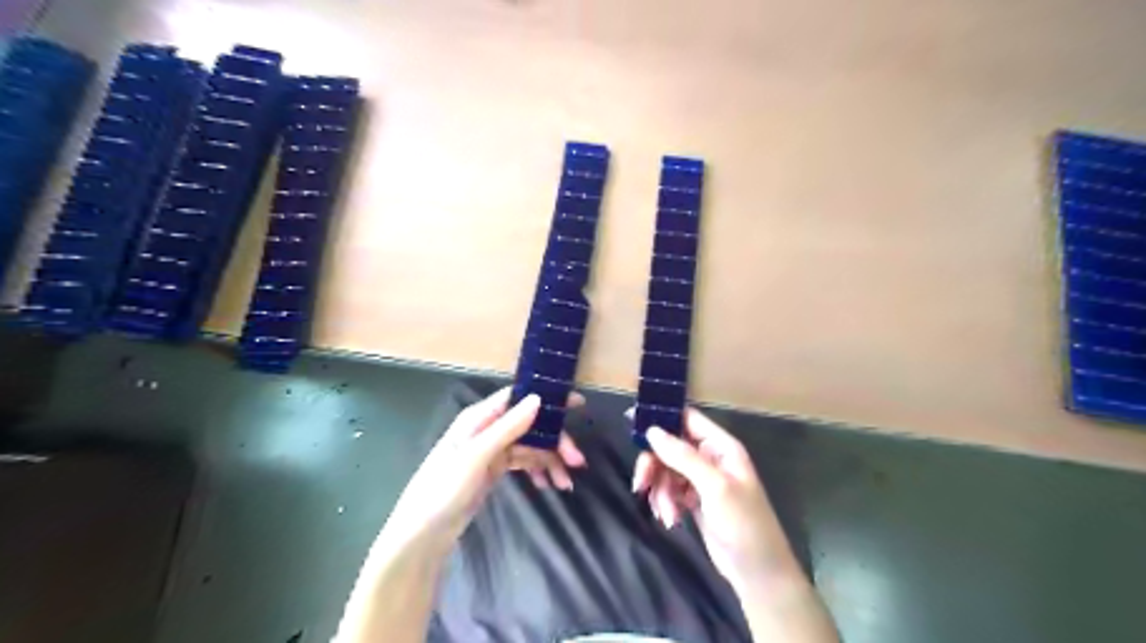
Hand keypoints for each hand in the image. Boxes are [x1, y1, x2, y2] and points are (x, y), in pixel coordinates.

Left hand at [386, 386, 584, 546]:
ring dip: (550, 460)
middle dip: (555, 441)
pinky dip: (538, 471)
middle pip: (531, 425)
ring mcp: (491, 450)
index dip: (548, 398)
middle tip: (577, 461)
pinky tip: (549, 485)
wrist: (422, 534)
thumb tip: (537, 398)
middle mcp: (487, 429)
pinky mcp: (493, 470)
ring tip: (566, 484)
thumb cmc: (444, 489)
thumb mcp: (476, 457)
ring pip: (530, 446)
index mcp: (479, 418)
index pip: (519, 397)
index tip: (577, 404)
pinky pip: (523, 463)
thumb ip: (507, 428)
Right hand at [631, 409, 793, 589]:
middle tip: (640, 484)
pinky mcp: (693, 499)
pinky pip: (669, 489)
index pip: (688, 419)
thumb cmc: (743, 524)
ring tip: (666, 514)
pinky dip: (664, 501)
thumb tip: (652, 431)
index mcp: (721, 447)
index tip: (632, 421)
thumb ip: (683, 456)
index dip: (662, 417)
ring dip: (660, 490)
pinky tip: (670, 519)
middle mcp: (710, 458)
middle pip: (670, 446)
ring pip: (666, 470)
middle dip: (654, 465)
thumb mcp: (715, 487)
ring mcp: (701, 479)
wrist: (757, 572)